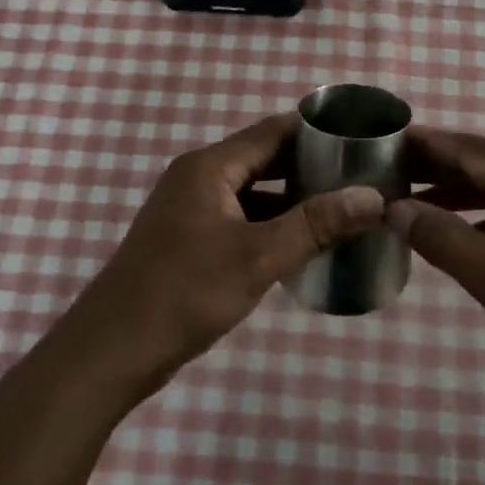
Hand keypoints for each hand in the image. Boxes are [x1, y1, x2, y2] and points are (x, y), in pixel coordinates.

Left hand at [60, 114, 385, 398]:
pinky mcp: (192, 241)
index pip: (274, 131)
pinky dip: (275, 225)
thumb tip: (373, 198)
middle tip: (363, 178)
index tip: (363, 141)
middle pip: (266, 159)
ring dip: (296, 200)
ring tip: (346, 209)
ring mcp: (194, 211)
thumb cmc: (183, 293)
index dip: (319, 132)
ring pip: (257, 192)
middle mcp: (200, 178)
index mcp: (210, 167)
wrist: (111, 353)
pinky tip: (307, 244)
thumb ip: (316, 224)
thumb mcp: (257, 257)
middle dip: (313, 168)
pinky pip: (244, 220)